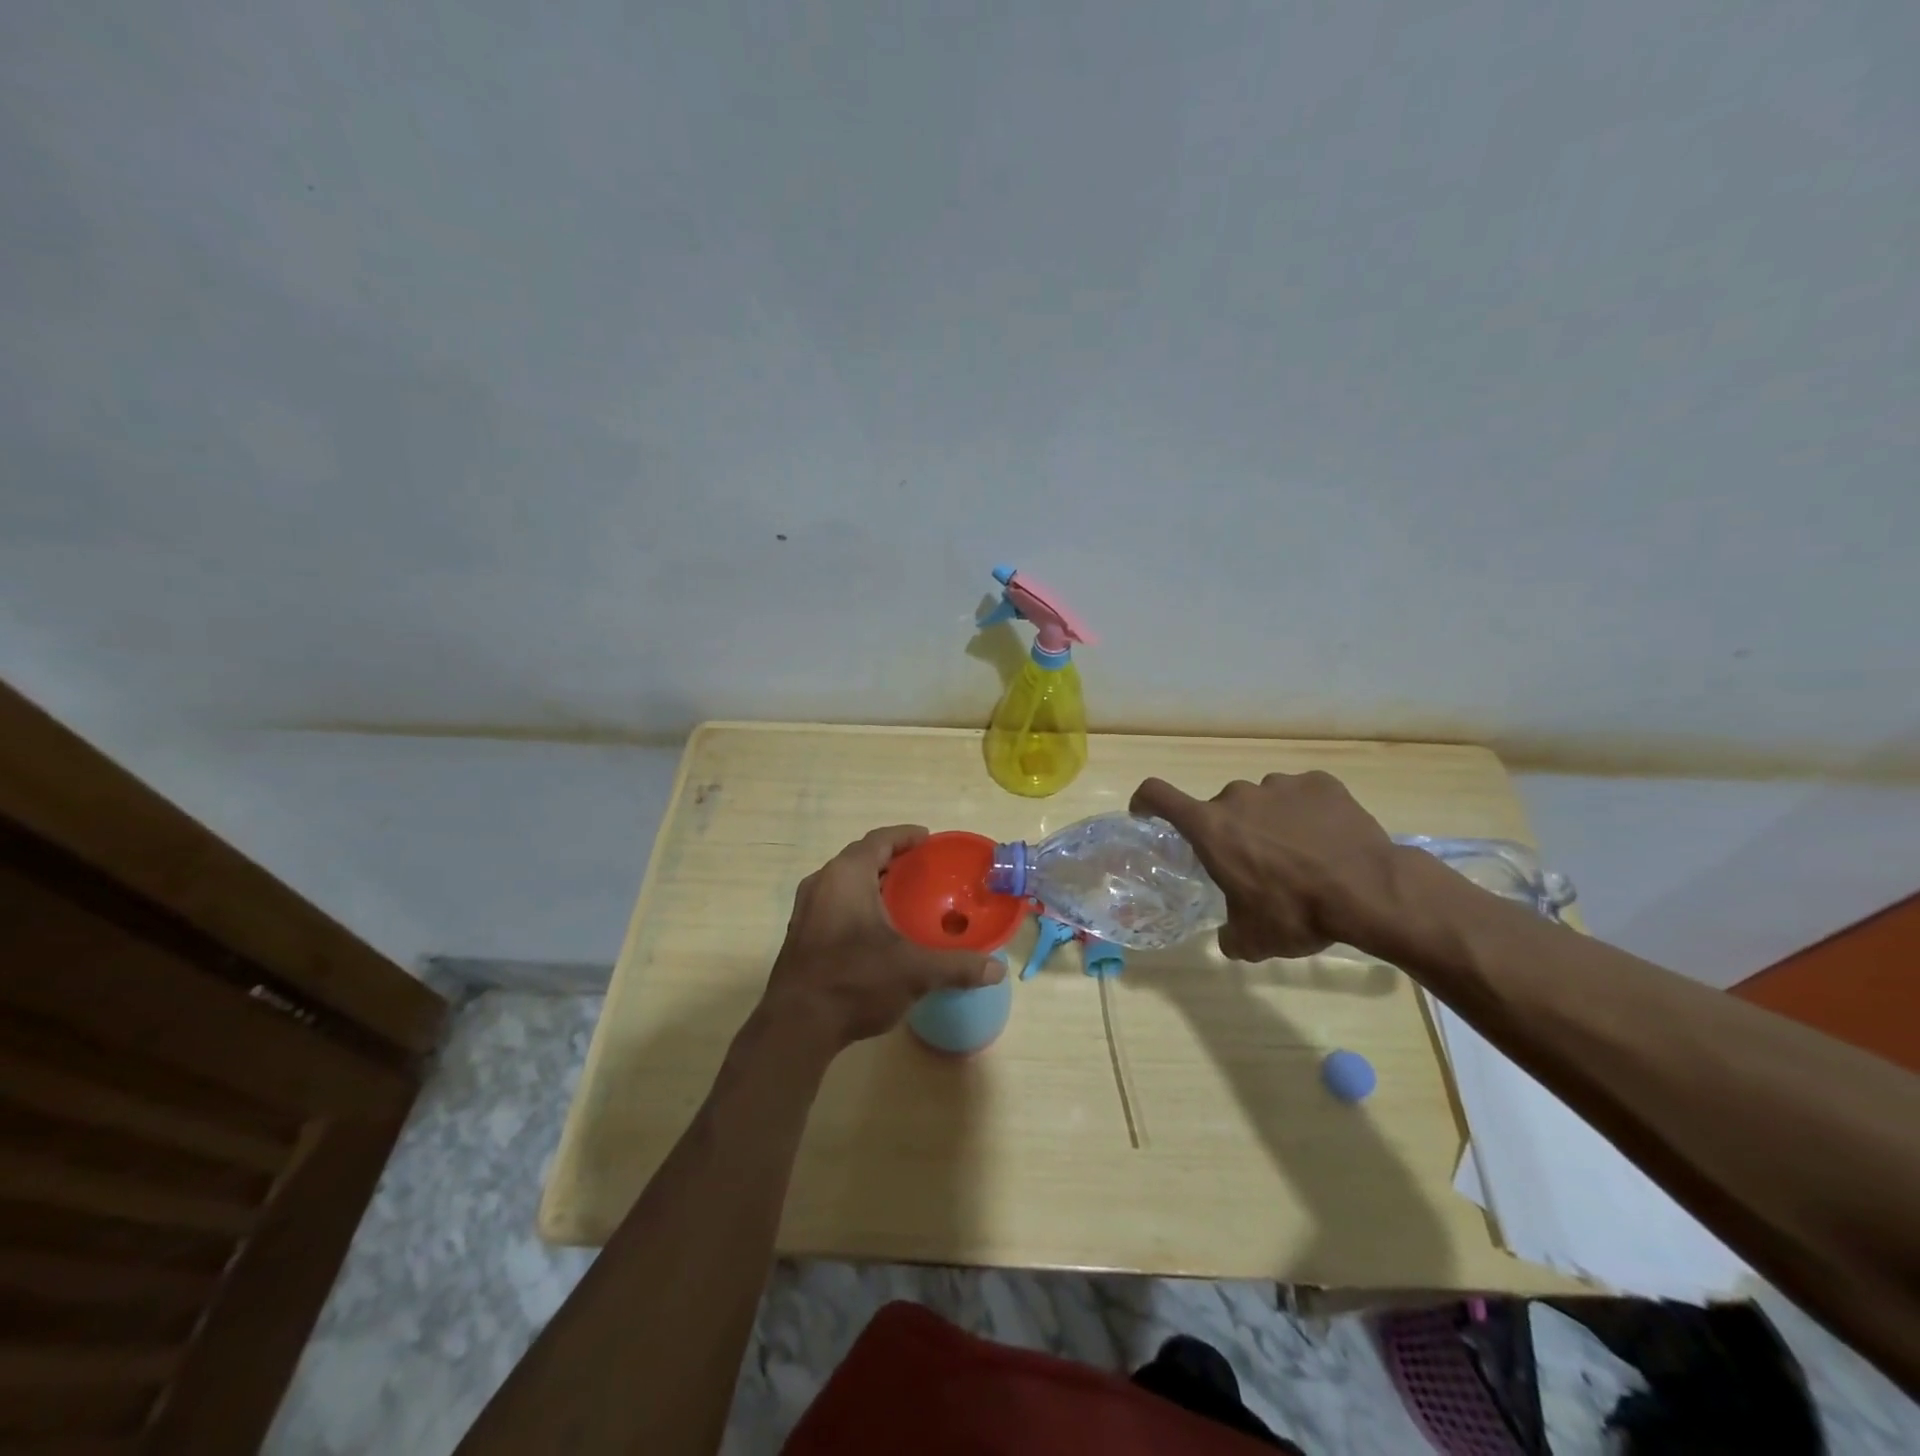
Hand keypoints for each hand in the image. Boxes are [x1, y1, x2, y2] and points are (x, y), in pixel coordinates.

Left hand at [761, 826, 1003, 1052]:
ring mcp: (806, 910)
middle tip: (920, 868)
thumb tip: (997, 970)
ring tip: (902, 895)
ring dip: (872, 882)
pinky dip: (857, 903)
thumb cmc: (856, 981)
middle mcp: (822, 883)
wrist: (796, 1026)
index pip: (879, 840)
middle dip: (890, 858)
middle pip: (859, 858)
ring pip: (843, 882)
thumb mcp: (914, 971)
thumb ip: (957, 966)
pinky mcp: (800, 934)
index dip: (905, 835)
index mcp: (846, 876)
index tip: (927, 838)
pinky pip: (833, 903)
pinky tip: (876, 928)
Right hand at [1130, 772, 1401, 959]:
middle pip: (1221, 809)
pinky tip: (1327, 841)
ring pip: (1263, 801)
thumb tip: (1230, 937)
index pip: (1158, 796)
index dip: (1145, 801)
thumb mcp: (1253, 939)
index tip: (1145, 812)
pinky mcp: (1321, 784)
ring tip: (1299, 855)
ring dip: (1269, 822)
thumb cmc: (1296, 913)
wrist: (1369, 893)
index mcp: (1211, 827)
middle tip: (1256, 864)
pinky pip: (1302, 795)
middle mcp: (1239, 796)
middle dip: (1231, 832)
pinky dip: (1306, 813)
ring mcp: (1281, 785)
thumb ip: (1230, 934)